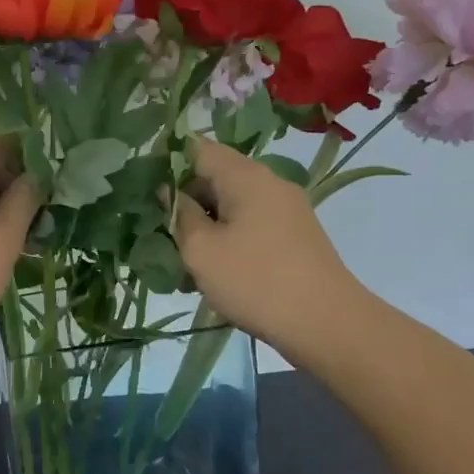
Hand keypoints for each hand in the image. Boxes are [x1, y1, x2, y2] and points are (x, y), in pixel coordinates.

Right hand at [171, 138, 364, 350]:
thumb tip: (171, 192)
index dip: (167, 163)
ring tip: (185, 259)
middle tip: (161, 231)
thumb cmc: (256, 281)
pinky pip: (251, 224)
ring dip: (206, 224)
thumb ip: (180, 214)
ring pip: (232, 204)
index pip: (197, 149)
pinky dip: (228, 238)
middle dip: (185, 200)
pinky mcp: (295, 235)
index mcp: (245, 176)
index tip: (146, 190)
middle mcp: (269, 183)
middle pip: (215, 176)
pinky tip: (215, 270)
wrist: (328, 324)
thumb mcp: (201, 250)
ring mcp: (287, 209)